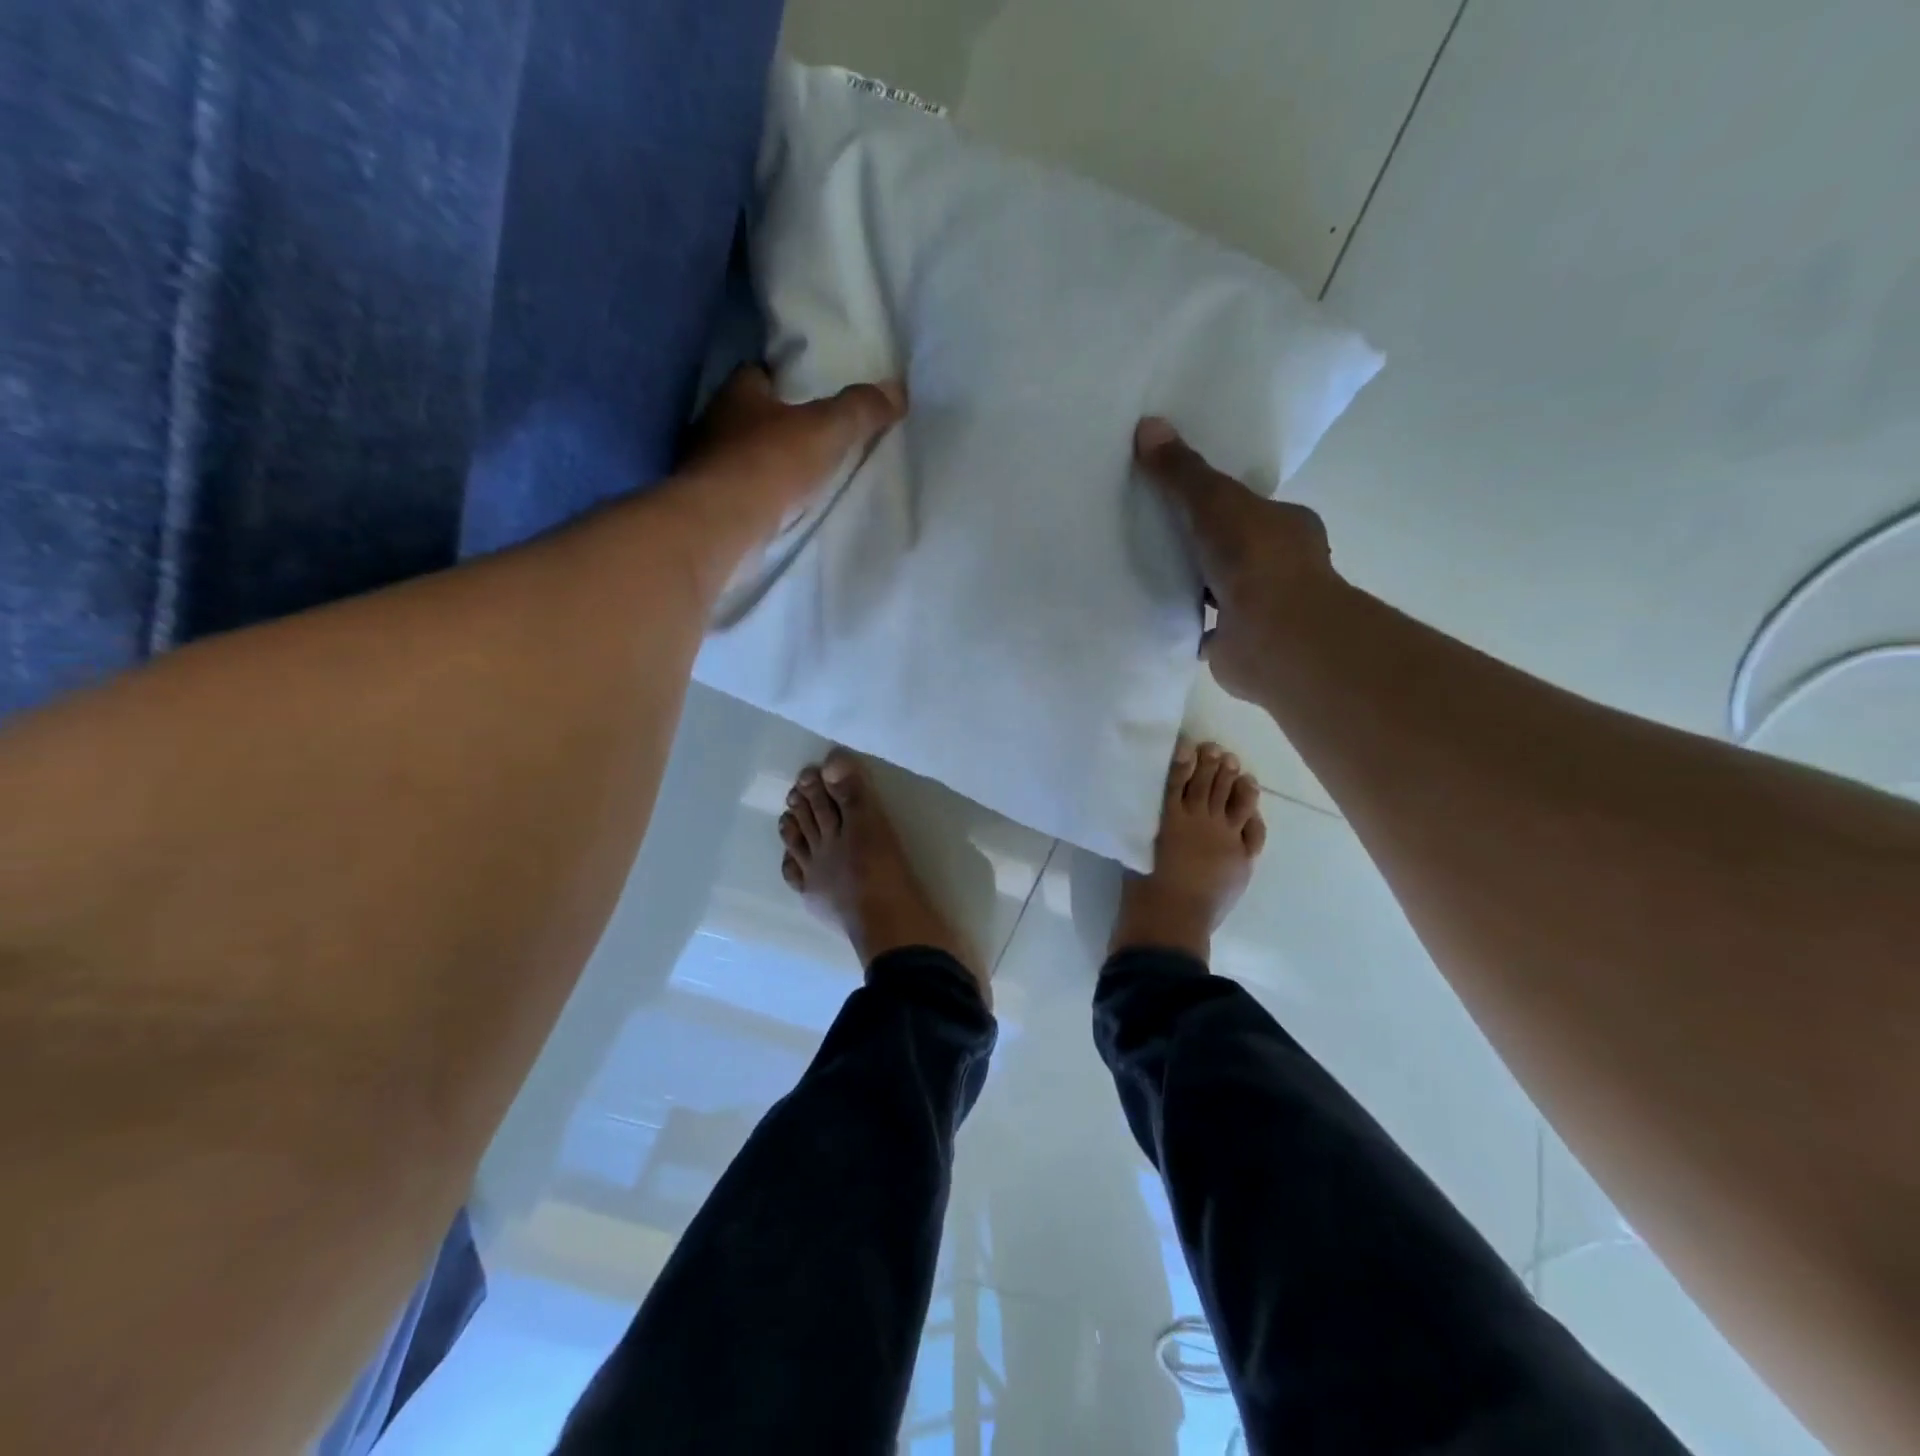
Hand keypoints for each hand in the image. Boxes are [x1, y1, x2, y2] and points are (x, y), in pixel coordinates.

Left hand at [681, 365, 906, 543]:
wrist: (725, 524)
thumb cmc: (772, 462)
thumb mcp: (828, 429)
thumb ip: (860, 410)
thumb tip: (897, 390)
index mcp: (738, 393)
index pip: (758, 373)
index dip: (783, 380)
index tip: (808, 391)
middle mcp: (716, 424)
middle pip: (750, 416)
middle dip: (776, 424)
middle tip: (810, 436)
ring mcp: (708, 466)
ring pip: (742, 455)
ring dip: (764, 462)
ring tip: (799, 475)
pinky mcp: (709, 504)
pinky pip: (739, 492)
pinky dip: (756, 496)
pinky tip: (778, 506)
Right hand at [1134, 417, 1337, 702]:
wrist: (1272, 636)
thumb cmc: (1256, 559)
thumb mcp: (1214, 500)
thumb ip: (1182, 471)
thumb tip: (1148, 424)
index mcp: (1288, 526)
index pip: (1252, 507)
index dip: (1221, 501)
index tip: (1184, 499)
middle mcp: (1282, 567)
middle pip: (1235, 547)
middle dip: (1204, 544)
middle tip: (1156, 533)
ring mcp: (1262, 609)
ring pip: (1222, 589)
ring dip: (1194, 585)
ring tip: (1147, 572)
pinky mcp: (1239, 644)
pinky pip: (1206, 627)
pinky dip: (1187, 621)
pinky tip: (1157, 613)